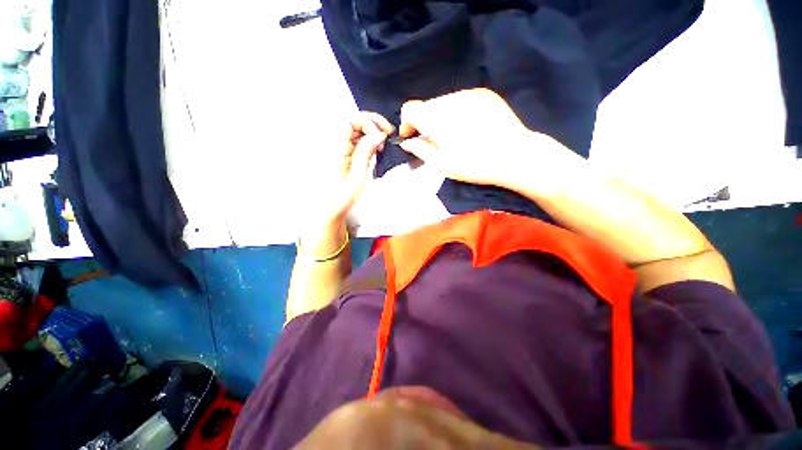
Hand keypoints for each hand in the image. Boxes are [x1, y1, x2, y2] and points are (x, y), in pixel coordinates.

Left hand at [315, 112, 393, 225]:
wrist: (329, 208)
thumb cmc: (341, 197)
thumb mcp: (358, 176)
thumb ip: (366, 153)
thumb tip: (378, 135)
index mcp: (334, 147)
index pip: (351, 121)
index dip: (369, 123)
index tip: (382, 135)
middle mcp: (334, 143)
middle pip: (354, 121)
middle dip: (373, 124)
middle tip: (387, 133)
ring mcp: (338, 147)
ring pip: (357, 129)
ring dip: (372, 132)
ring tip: (383, 143)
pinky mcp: (343, 152)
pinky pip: (356, 139)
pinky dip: (369, 141)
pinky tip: (376, 149)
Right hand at [398, 88, 564, 189]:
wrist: (514, 156)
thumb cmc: (474, 165)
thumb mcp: (442, 164)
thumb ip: (420, 149)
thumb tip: (407, 141)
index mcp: (437, 117)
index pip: (410, 109)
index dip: (407, 123)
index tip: (413, 137)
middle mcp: (451, 99)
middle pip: (427, 106)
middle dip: (425, 122)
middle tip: (435, 141)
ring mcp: (469, 94)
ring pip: (444, 102)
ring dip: (442, 117)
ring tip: (454, 136)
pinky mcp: (484, 95)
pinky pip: (461, 100)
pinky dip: (457, 112)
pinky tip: (469, 127)